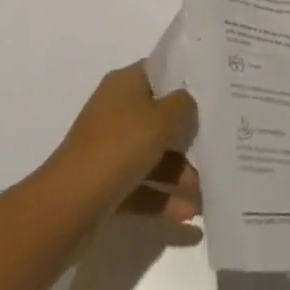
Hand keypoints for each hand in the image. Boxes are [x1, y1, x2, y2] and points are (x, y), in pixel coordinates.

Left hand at [45, 63, 199, 223]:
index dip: (186, 80)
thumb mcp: (161, 119)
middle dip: (189, 135)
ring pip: (153, 156)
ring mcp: (110, 149)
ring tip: (209, 193)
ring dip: (181, 173)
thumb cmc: (118, 148)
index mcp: (125, 84)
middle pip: (160, 117)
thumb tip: (189, 103)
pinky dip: (165, 199)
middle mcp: (117, 111)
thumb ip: (183, 105)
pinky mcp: (107, 185)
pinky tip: (191, 217)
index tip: (215, 92)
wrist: (68, 206)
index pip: (161, 72)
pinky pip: (143, 187)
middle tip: (221, 145)